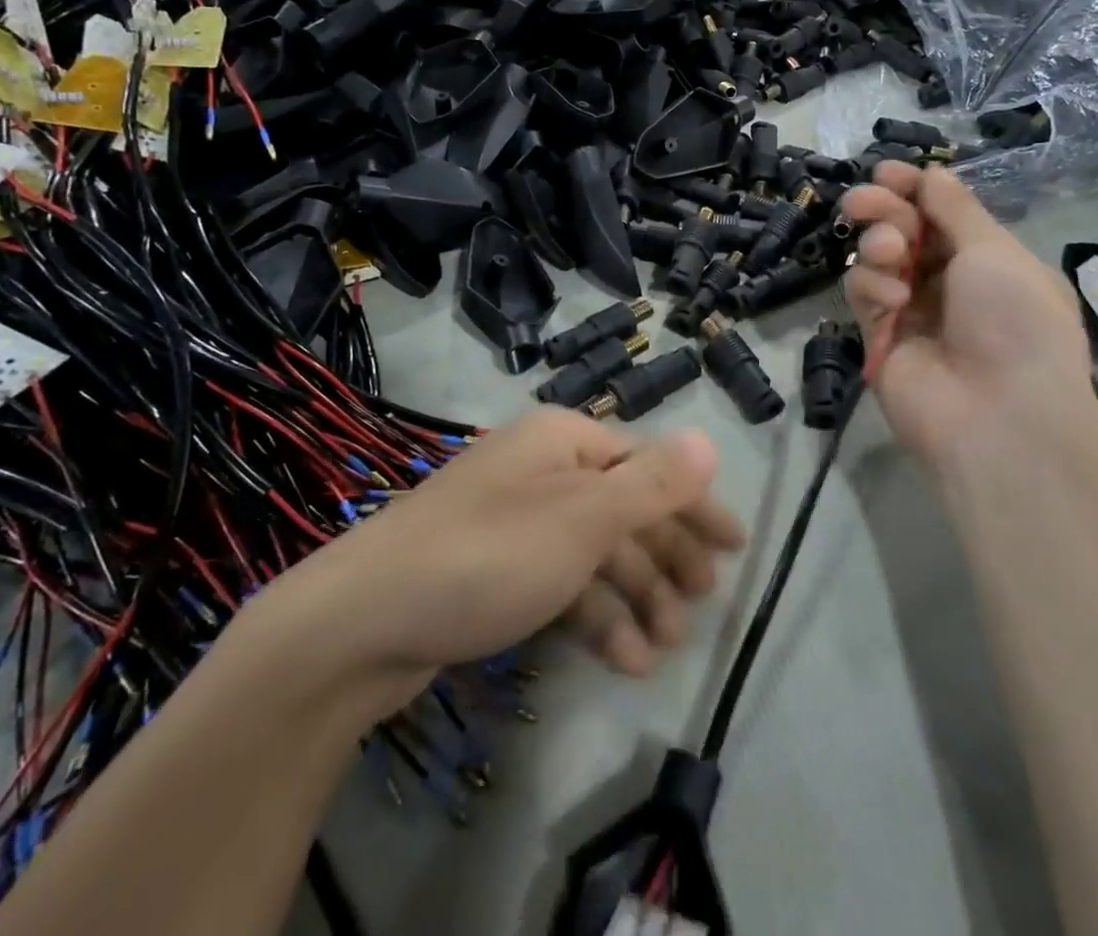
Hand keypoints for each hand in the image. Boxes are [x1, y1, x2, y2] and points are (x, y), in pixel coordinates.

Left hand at [252, 408, 744, 714]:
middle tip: (700, 606)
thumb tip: (709, 439)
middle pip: (623, 509)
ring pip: (595, 553)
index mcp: (564, 440)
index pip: (648, 465)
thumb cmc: (488, 554)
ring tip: (663, 648)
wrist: (362, 623)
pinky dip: (594, 615)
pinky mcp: (495, 570)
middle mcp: (543, 470)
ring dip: (634, 597)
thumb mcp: (582, 518)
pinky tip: (622, 658)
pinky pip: (562, 584)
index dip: (694, 505)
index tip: (734, 549)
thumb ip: (651, 483)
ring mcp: (517, 521)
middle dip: (665, 558)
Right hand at [843, 163, 1097, 472]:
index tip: (886, 172)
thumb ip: (953, 208)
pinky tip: (892, 300)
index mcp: (989, 260)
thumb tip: (932, 172)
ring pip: (878, 257)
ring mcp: (912, 309)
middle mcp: (949, 281)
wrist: (997, 417)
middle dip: (883, 208)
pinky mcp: (879, 335)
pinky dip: (873, 286)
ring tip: (891, 252)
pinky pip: (864, 292)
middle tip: (862, 201)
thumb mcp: (995, 251)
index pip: (942, 212)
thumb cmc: (1014, 322)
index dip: (914, 189)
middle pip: (904, 228)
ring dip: (880, 244)